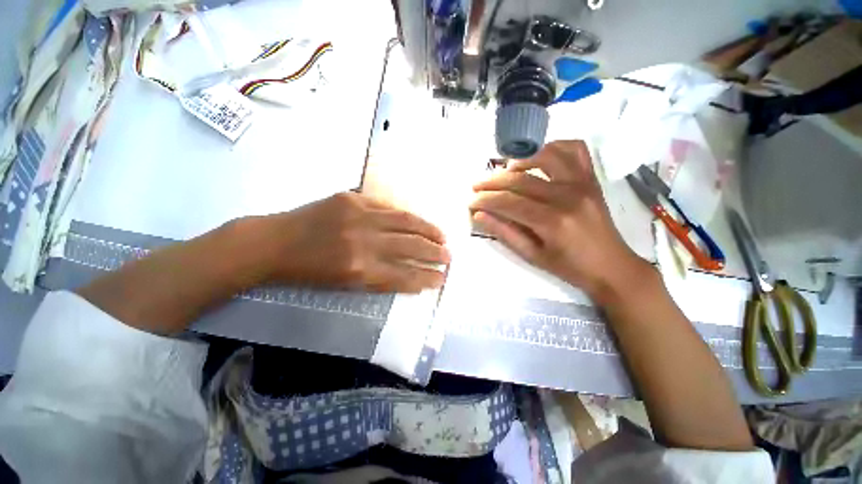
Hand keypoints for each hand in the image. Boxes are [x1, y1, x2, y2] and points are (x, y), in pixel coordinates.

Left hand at [244, 192, 449, 292]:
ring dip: (428, 230)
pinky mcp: (352, 198)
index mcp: (359, 269)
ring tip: (442, 237)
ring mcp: (358, 215)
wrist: (275, 243)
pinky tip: (417, 221)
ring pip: (405, 222)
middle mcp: (363, 241)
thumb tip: (410, 276)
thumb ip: (380, 278)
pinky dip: (406, 216)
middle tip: (449, 256)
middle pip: (410, 246)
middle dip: (434, 253)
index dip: (425, 277)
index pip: (404, 274)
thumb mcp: (345, 284)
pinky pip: (388, 207)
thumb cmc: (309, 271)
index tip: (440, 278)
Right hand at [470, 140, 649, 302]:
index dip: (485, 200)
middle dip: (492, 182)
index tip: (470, 202)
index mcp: (552, 221)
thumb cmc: (570, 267)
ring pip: (545, 156)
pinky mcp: (591, 179)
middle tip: (477, 187)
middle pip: (521, 179)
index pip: (509, 202)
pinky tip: (538, 157)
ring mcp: (582, 183)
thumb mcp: (532, 256)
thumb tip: (480, 215)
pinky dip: (553, 147)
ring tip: (504, 171)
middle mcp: (568, 196)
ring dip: (519, 160)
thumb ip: (505, 233)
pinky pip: (574, 150)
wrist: (612, 266)